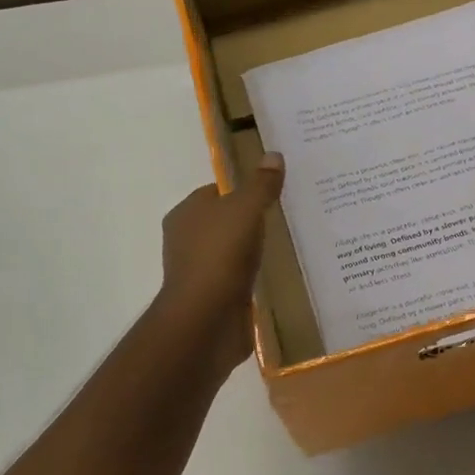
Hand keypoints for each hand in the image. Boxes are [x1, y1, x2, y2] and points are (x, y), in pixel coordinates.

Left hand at [153, 154, 284, 373]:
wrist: (205, 320)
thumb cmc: (220, 256)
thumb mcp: (245, 210)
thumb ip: (260, 185)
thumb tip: (274, 155)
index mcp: (186, 213)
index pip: (217, 192)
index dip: (244, 189)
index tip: (275, 191)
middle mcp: (187, 240)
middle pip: (225, 221)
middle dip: (251, 220)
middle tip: (288, 216)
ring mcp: (199, 271)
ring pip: (231, 252)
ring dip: (253, 250)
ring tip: (288, 244)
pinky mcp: (213, 298)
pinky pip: (237, 279)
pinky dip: (253, 276)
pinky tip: (276, 276)